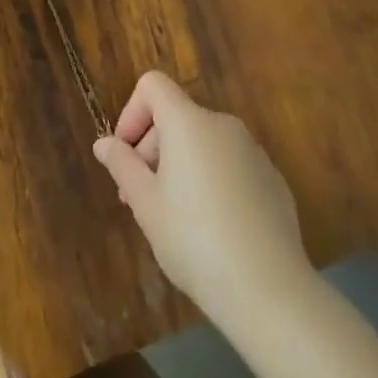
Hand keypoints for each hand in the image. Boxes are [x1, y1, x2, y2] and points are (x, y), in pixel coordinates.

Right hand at [92, 71, 312, 326]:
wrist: (270, 292)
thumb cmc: (195, 241)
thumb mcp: (146, 205)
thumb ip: (122, 166)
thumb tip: (104, 143)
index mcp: (189, 122)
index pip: (153, 86)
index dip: (131, 113)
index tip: (125, 157)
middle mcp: (223, 125)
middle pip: (177, 117)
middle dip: (152, 149)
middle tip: (140, 200)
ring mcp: (253, 151)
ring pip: (204, 144)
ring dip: (181, 167)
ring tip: (175, 220)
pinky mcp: (273, 180)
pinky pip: (231, 167)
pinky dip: (213, 183)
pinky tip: (214, 231)